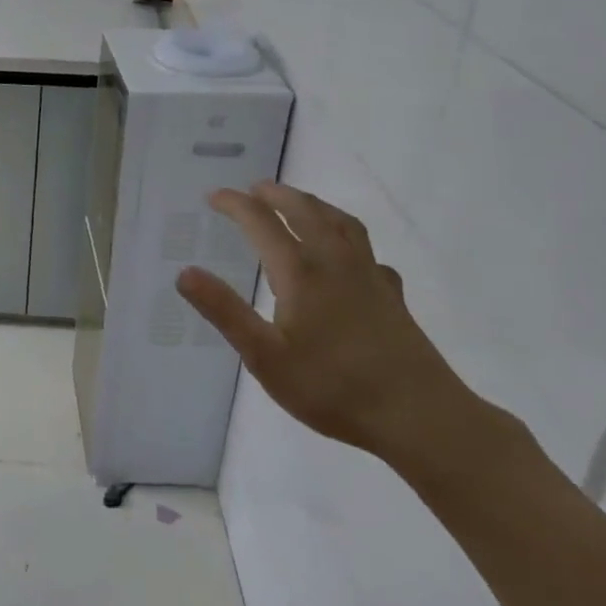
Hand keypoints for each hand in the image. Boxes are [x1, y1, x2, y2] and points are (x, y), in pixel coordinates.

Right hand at [176, 182, 486, 465]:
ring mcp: (369, 275)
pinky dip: (349, 240)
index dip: (235, 204)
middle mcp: (334, 261)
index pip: (261, 222)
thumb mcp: (265, 357)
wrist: (420, 416)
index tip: (213, 196)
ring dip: (314, 205)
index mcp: (300, 271)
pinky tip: (349, 258)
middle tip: (254, 189)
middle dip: (275, 194)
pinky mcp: (392, 295)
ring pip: (340, 222)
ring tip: (299, 203)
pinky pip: (367, 251)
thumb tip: (184, 272)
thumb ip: (224, 311)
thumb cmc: (333, 388)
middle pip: (304, 210)